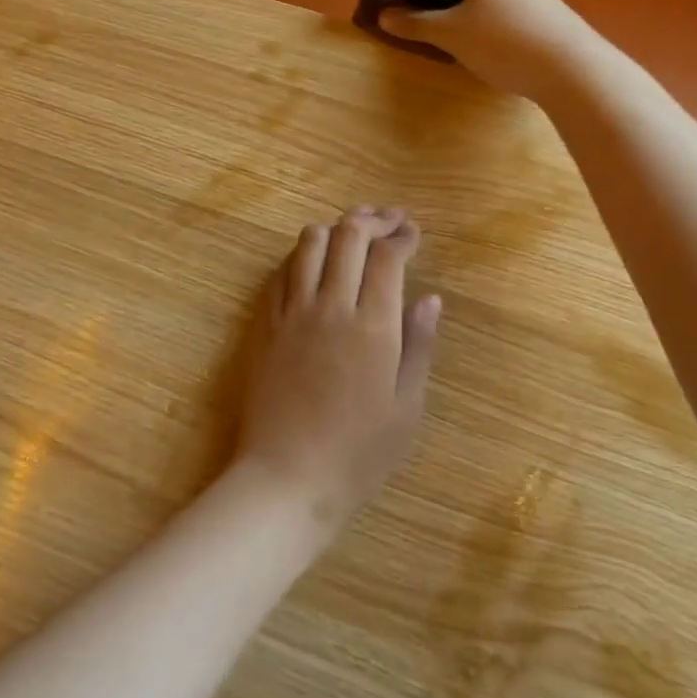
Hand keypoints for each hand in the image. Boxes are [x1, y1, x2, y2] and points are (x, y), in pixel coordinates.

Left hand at [236, 207, 441, 531]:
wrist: (287, 477)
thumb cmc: (358, 452)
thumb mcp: (406, 407)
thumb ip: (419, 345)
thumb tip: (430, 298)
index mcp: (373, 325)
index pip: (386, 257)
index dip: (402, 236)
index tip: (413, 233)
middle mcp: (331, 305)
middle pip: (348, 235)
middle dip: (372, 220)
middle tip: (389, 221)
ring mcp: (293, 311)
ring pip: (310, 242)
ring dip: (335, 228)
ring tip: (353, 232)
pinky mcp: (266, 322)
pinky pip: (283, 270)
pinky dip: (303, 254)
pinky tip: (315, 263)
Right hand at [378, 0, 602, 99]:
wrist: (572, 69)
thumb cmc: (503, 41)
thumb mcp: (451, 34)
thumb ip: (414, 23)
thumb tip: (384, 15)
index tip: (394, 6)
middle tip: (416, 26)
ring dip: (455, 10)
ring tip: (445, 40)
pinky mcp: (539, 7)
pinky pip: (496, 4)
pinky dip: (479, 19)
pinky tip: (480, 46)